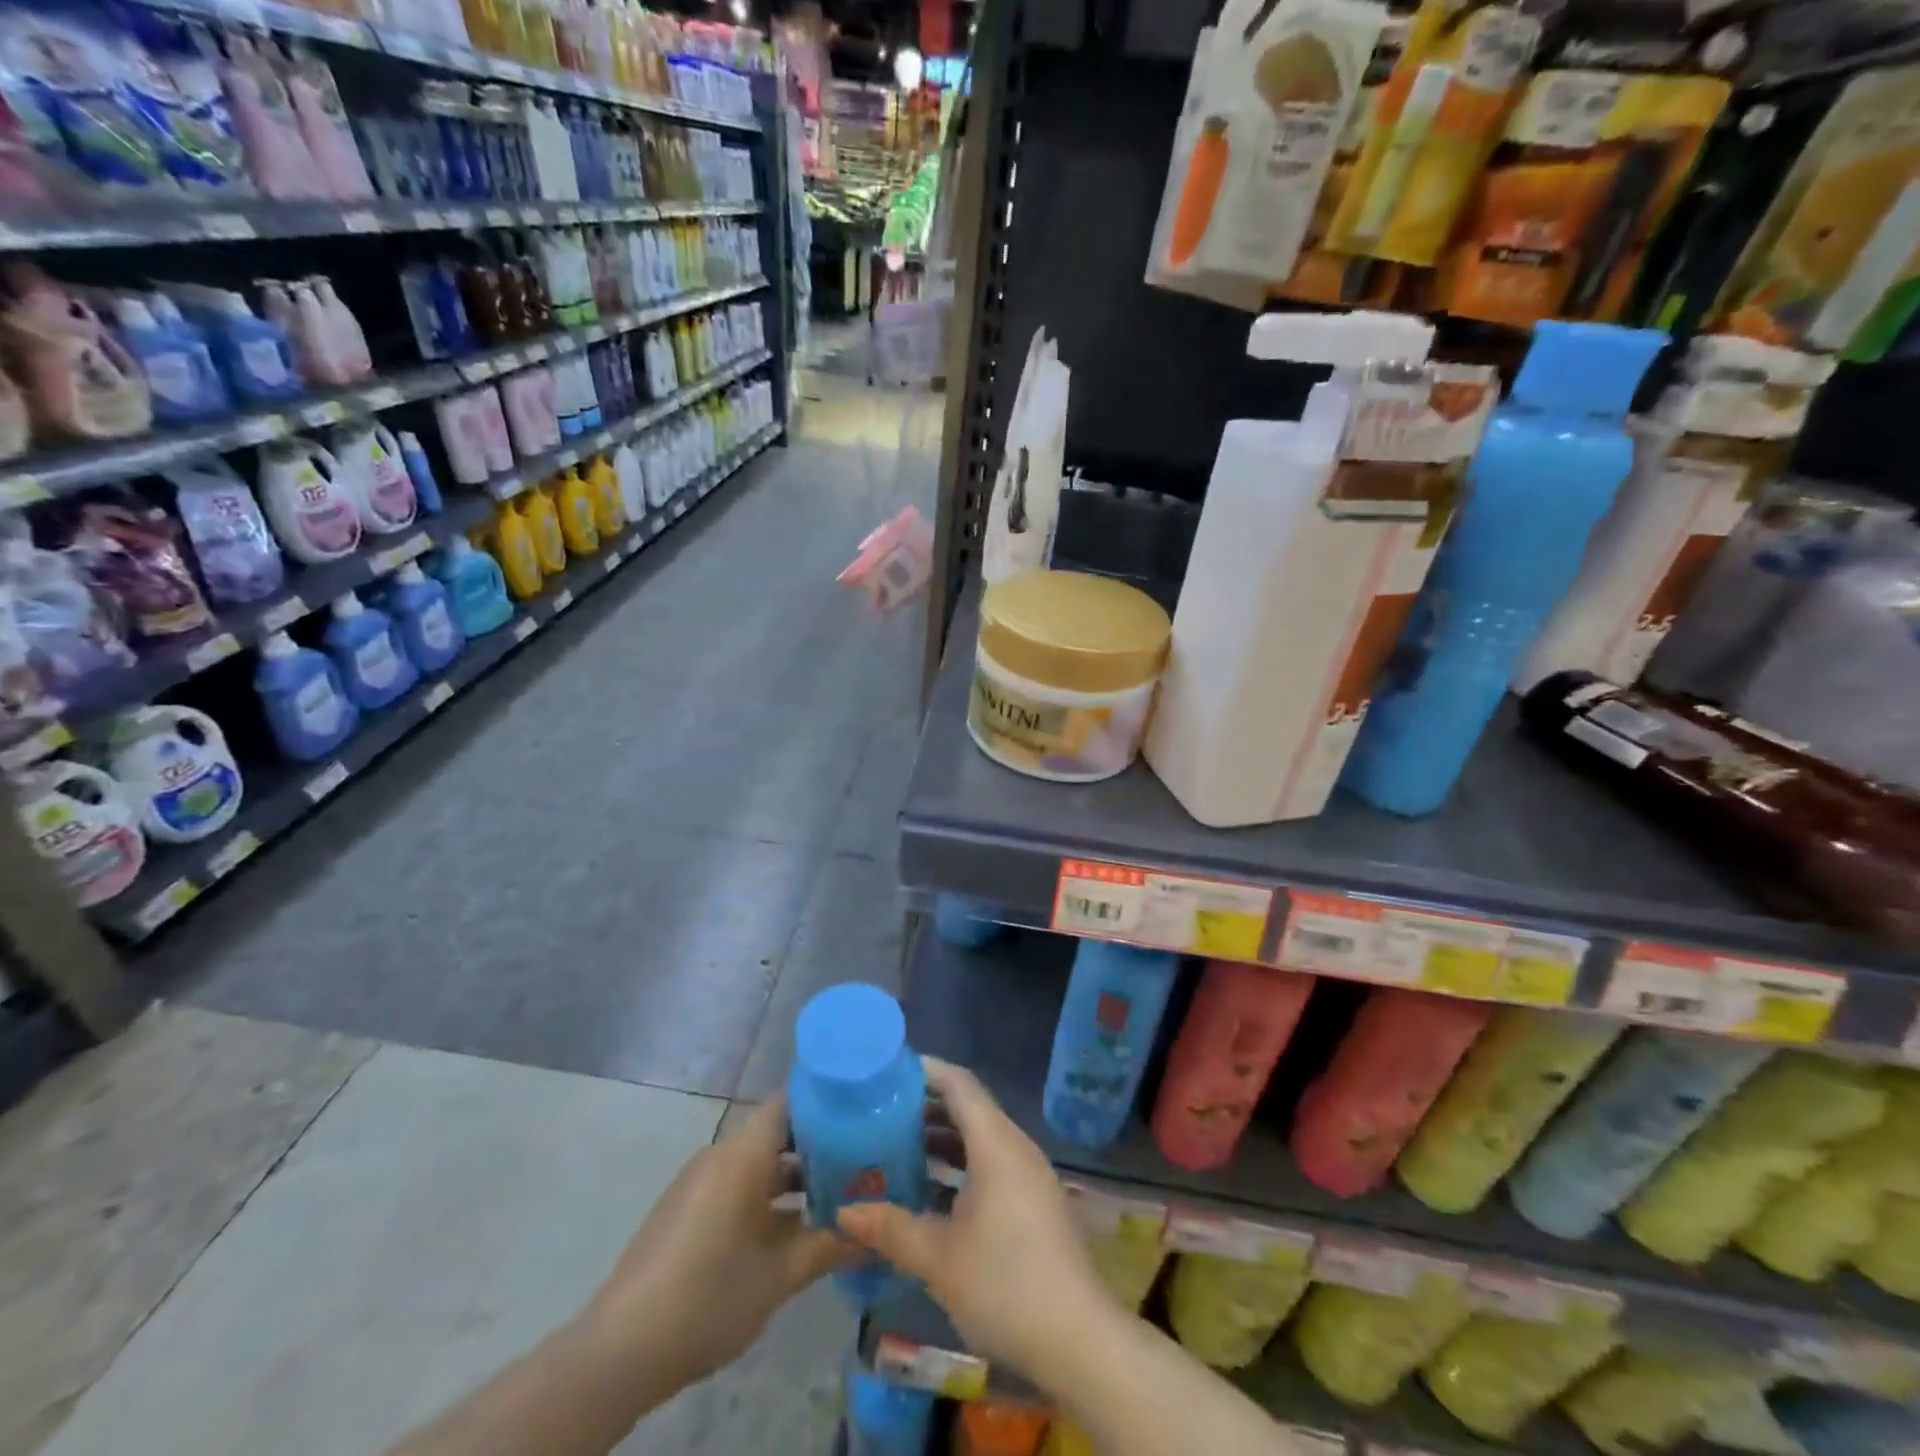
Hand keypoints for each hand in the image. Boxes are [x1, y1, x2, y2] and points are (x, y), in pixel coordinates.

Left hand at [582, 1096, 850, 1391]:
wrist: (620, 1349)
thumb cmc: (709, 1296)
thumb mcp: (780, 1275)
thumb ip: (831, 1245)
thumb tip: (874, 1232)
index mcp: (743, 1154)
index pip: (790, 1102)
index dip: (827, 1102)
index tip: (863, 1113)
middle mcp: (721, 1155)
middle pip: (777, 1132)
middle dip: (819, 1145)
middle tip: (863, 1159)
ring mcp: (700, 1182)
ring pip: (759, 1162)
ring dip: (795, 1176)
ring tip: (838, 1195)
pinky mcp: (687, 1209)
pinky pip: (738, 1184)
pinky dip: (768, 1195)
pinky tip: (793, 1228)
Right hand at [836, 1057, 1110, 1379]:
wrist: (1079, 1340)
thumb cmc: (1005, 1284)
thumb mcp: (939, 1257)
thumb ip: (890, 1228)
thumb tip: (844, 1212)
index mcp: (995, 1143)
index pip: (958, 1084)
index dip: (925, 1072)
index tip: (888, 1072)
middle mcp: (1015, 1147)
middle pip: (968, 1108)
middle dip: (925, 1108)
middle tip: (881, 1113)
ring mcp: (1028, 1175)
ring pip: (979, 1139)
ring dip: (941, 1140)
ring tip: (895, 1148)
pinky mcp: (1033, 1203)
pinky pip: (990, 1164)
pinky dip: (959, 1167)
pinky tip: (930, 1192)